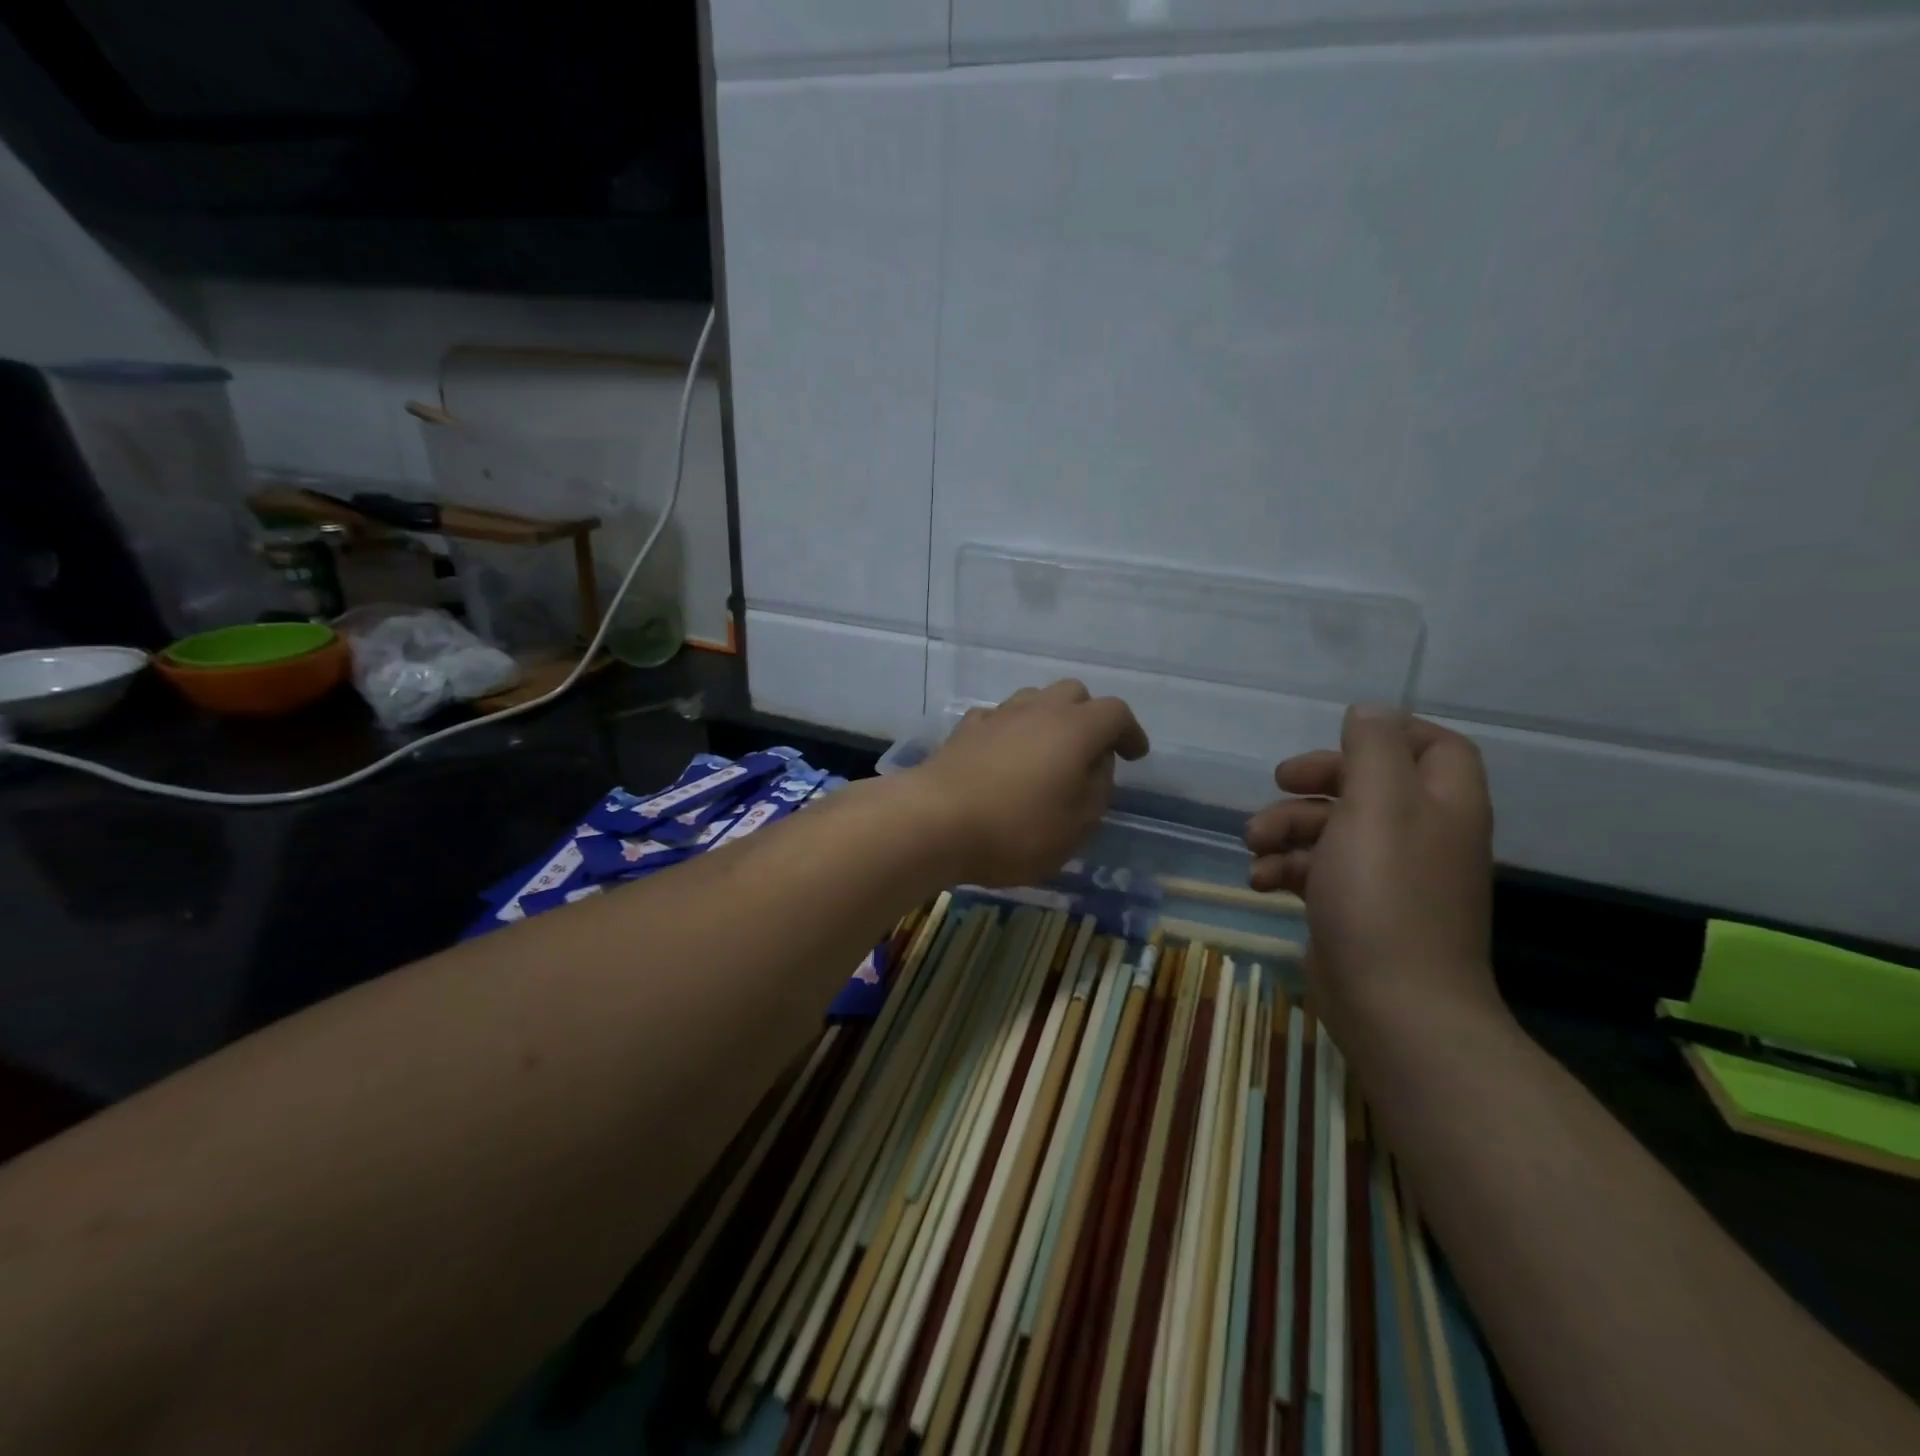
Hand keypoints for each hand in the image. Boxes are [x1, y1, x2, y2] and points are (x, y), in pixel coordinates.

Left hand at [904, 681, 1149, 886]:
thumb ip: (1097, 790)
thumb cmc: (1016, 830)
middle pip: (1074, 693)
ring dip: (1048, 719)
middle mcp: (1038, 710)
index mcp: (1075, 729)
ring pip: (1033, 700)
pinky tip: (1005, 757)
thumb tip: (1097, 765)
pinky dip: (1011, 732)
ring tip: (1048, 754)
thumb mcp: (1076, 826)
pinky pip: (999, 718)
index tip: (1135, 755)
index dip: (1130, 732)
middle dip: (1089, 717)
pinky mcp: (965, 730)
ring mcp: (998, 716)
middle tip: (1092, 751)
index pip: (1115, 713)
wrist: (934, 821)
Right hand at [1243, 706, 1498, 1043]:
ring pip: (1334, 829)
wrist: (1394, 1006)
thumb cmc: (1384, 893)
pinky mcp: (1356, 909)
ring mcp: (1389, 877)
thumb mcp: (1377, 803)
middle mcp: (1422, 835)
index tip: (1338, 739)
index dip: (1390, 733)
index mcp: (1442, 804)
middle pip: (1370, 785)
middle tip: (1278, 781)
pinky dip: (1286, 869)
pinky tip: (1260, 881)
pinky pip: (1319, 871)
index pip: (1436, 746)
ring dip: (1287, 827)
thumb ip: (1373, 748)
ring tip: (1253, 843)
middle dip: (1317, 780)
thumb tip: (1368, 711)